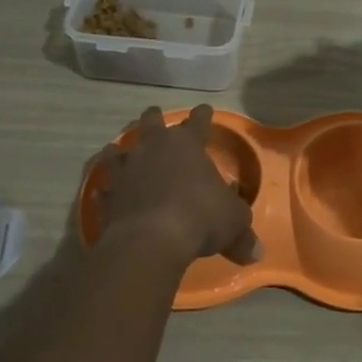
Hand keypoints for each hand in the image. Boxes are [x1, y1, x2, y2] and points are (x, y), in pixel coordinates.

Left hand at [89, 106, 261, 265]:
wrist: (151, 240)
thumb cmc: (200, 217)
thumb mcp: (233, 223)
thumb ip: (243, 233)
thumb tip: (257, 252)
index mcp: (188, 145)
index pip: (198, 122)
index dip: (203, 115)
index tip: (204, 109)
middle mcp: (154, 148)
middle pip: (151, 122)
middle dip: (154, 119)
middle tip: (155, 118)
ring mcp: (126, 170)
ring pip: (117, 151)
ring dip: (120, 152)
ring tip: (119, 153)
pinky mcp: (108, 195)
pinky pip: (104, 189)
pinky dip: (107, 191)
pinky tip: (104, 194)